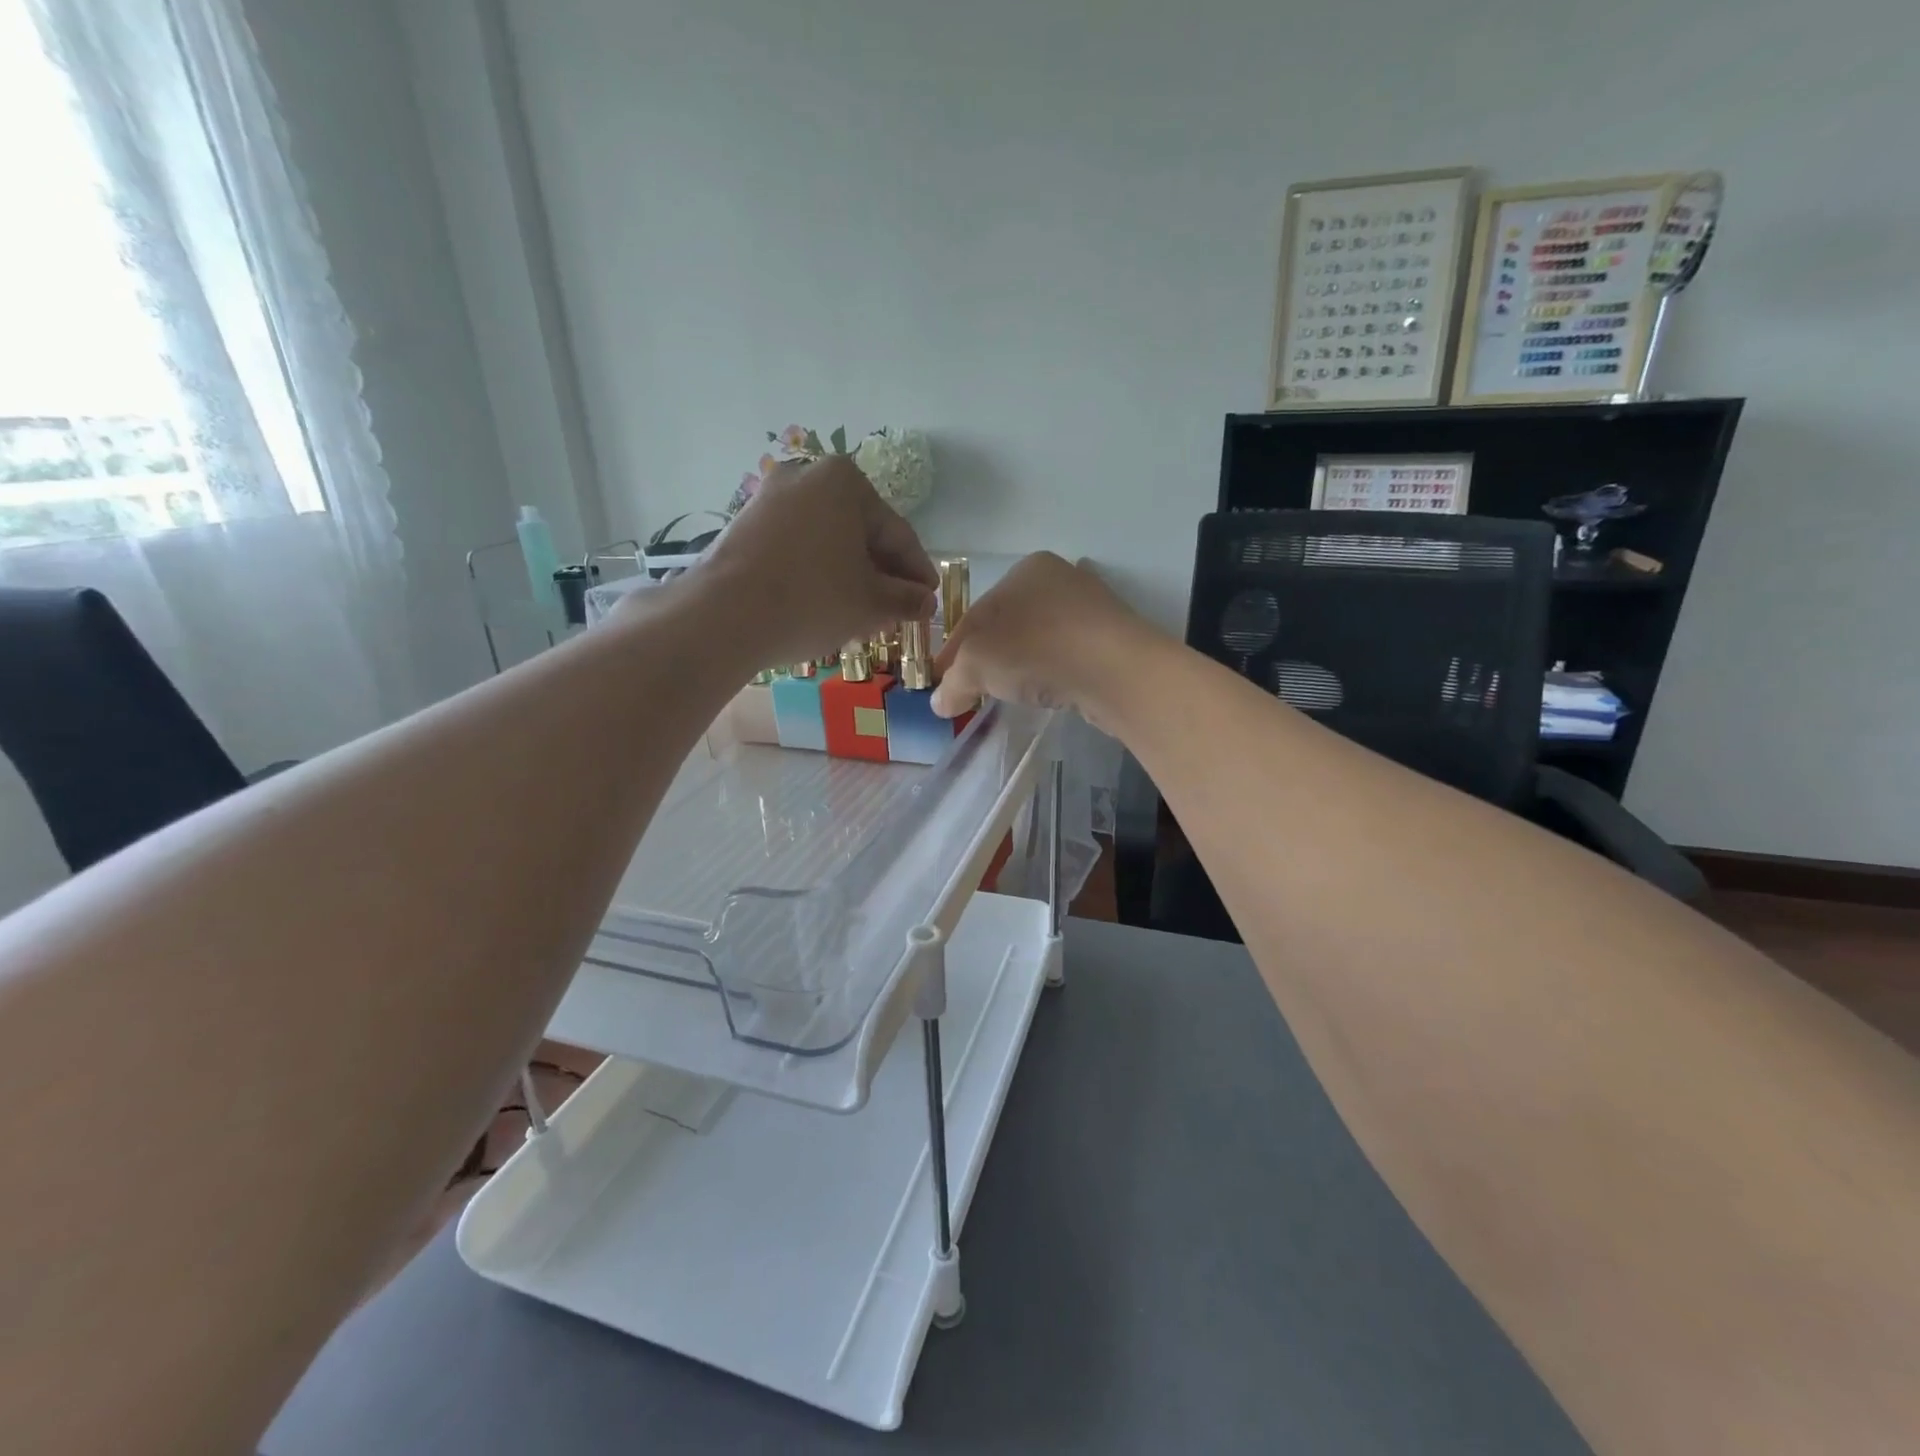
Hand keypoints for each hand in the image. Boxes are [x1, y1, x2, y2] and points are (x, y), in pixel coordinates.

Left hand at [696, 455, 938, 667]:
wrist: (725, 615)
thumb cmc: (812, 599)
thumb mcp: (871, 603)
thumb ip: (906, 599)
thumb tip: (926, 602)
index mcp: (846, 482)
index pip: (897, 533)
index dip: (917, 572)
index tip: (929, 599)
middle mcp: (807, 476)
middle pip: (860, 534)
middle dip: (882, 576)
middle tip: (897, 612)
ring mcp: (771, 498)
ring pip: (828, 542)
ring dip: (851, 577)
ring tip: (864, 617)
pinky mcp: (746, 525)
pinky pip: (798, 548)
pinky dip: (818, 574)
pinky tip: (827, 606)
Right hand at [931, 552, 1158, 731]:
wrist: (1116, 670)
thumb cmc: (1037, 650)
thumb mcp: (977, 664)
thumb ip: (953, 683)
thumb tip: (940, 703)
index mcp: (1024, 570)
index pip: (974, 614)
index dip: (952, 652)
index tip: (941, 681)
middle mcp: (1059, 579)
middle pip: (1005, 626)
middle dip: (985, 657)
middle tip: (970, 690)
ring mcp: (1090, 608)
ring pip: (1037, 640)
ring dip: (1017, 665)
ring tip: (1006, 693)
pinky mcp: (1111, 638)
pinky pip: (1065, 655)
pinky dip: (1049, 671)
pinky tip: (1044, 690)